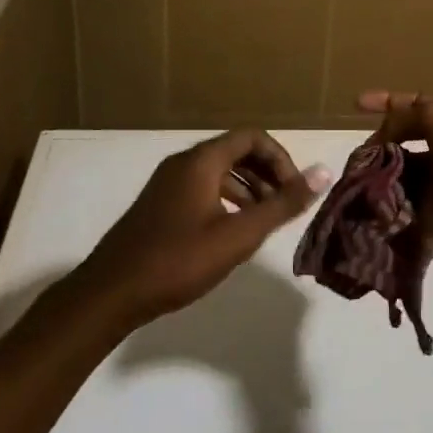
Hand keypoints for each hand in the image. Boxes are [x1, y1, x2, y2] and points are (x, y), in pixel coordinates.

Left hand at [73, 129, 327, 328]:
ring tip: (266, 221)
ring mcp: (168, 183)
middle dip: (267, 174)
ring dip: (249, 189)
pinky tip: (233, 232)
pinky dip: (227, 200)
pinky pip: (203, 187)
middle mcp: (184, 162)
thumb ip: (281, 205)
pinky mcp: (160, 204)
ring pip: (220, 171)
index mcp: (202, 160)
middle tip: (286, 206)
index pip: (253, 137)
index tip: (295, 191)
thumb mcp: (238, 236)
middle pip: (237, 151)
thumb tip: (323, 173)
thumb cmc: (177, 261)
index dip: (281, 159)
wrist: (110, 294)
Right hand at [357, 91, 432, 254]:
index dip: (384, 102)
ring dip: (376, 178)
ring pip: (397, 176)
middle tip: (353, 158)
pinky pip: (403, 208)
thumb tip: (379, 138)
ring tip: (352, 182)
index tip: (355, 103)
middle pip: (399, 144)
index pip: (411, 105)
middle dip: (375, 148)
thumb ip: (405, 117)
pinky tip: (363, 205)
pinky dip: (384, 207)